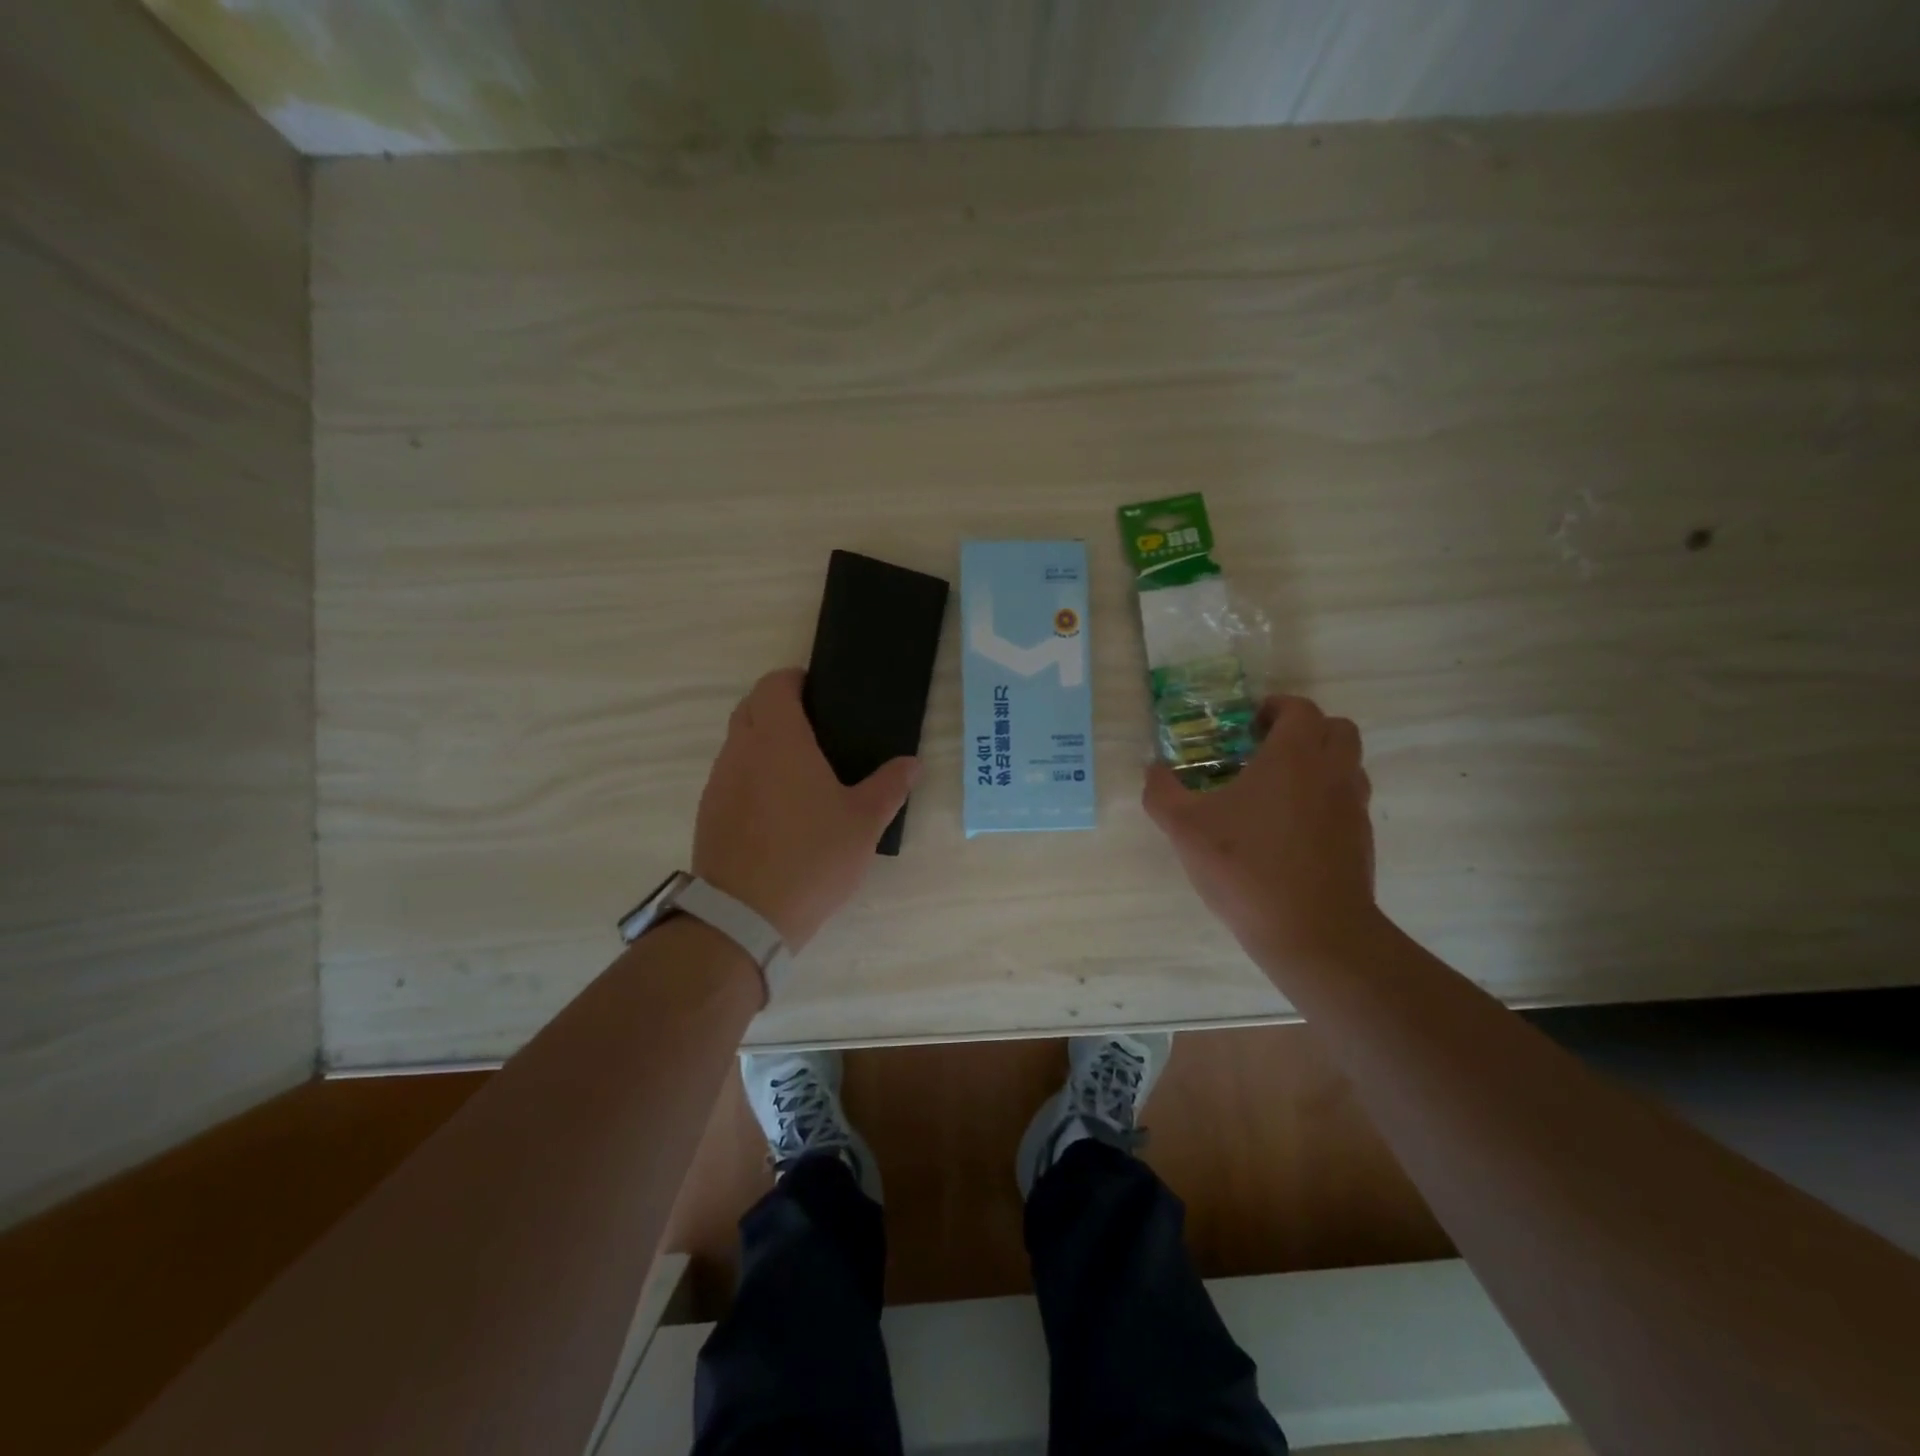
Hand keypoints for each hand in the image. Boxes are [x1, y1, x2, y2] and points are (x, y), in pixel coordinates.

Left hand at [693, 669, 919, 951]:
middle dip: (777, 704)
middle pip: (751, 707)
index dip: (794, 680)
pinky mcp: (708, 811)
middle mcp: (742, 751)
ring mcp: (719, 782)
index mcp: (780, 741)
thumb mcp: (864, 823)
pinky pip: (729, 774)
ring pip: (737, 741)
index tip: (817, 691)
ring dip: (761, 739)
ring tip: (798, 767)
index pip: (774, 685)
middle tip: (814, 726)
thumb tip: (912, 763)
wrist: (745, 916)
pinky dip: (750, 771)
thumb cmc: (811, 858)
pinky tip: (775, 805)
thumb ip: (889, 786)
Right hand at [1143, 694, 1378, 965]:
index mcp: (1294, 756)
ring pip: (1347, 766)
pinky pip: (1347, 802)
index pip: (1299, 708)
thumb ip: (1162, 792)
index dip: (1275, 708)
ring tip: (1277, 791)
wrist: (1313, 933)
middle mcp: (1332, 772)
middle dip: (1303, 731)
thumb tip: (1153, 769)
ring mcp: (1353, 807)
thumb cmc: (1246, 867)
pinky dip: (1324, 801)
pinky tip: (1289, 831)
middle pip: (1336, 729)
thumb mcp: (1185, 828)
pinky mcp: (1361, 841)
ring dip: (1318, 764)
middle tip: (1266, 752)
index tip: (1247, 726)